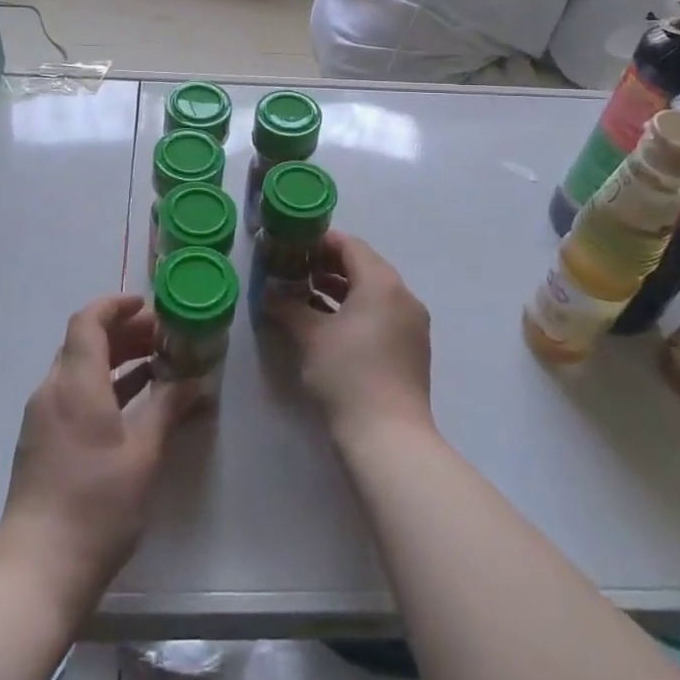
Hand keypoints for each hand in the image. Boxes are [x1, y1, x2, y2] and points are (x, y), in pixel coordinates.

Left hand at [0, 295, 197, 613]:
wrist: (38, 569)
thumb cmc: (96, 504)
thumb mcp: (143, 454)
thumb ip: (168, 409)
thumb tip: (196, 382)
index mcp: (76, 383)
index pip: (89, 321)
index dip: (116, 305)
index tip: (148, 305)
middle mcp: (53, 390)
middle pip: (84, 342)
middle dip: (123, 332)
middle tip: (163, 336)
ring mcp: (43, 417)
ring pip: (79, 368)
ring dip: (114, 358)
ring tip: (156, 363)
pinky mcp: (42, 441)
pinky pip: (73, 393)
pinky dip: (102, 385)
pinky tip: (133, 401)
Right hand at [268, 230, 433, 446]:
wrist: (389, 438)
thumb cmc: (348, 375)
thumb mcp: (310, 336)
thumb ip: (287, 306)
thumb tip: (268, 293)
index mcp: (382, 283)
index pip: (350, 245)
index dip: (320, 241)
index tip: (292, 244)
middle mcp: (403, 295)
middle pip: (363, 265)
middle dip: (328, 265)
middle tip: (294, 269)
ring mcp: (411, 323)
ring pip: (372, 291)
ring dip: (340, 288)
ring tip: (304, 294)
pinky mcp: (411, 348)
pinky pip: (381, 313)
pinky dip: (355, 310)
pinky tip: (328, 323)